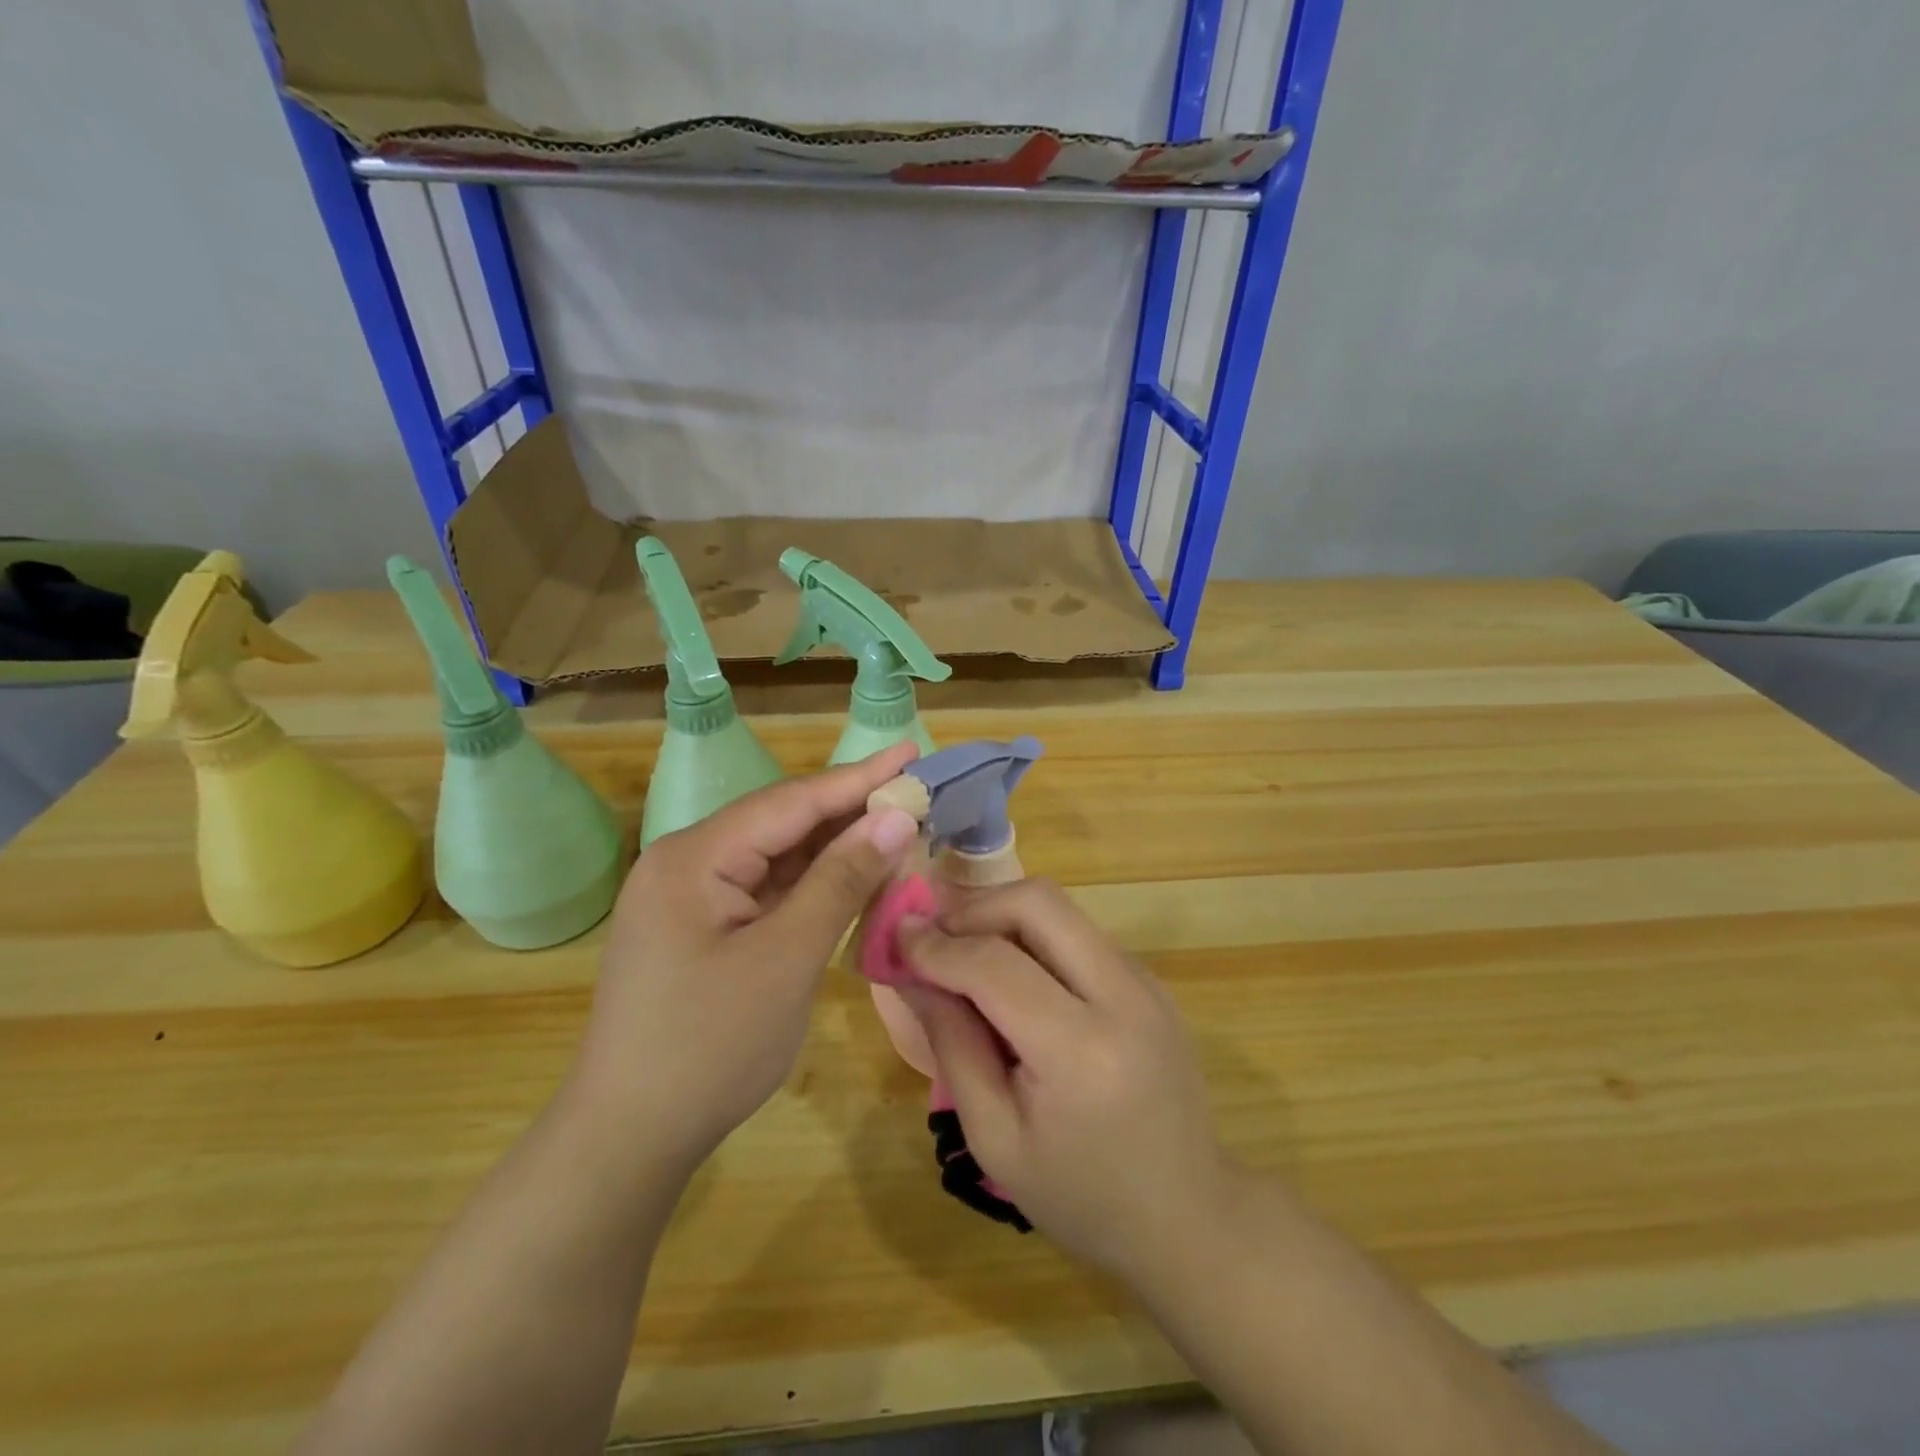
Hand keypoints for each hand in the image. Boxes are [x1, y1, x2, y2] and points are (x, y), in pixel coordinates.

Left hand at [577, 744, 921, 1173]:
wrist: (630, 1138)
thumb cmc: (709, 1047)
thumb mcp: (787, 958)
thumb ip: (841, 881)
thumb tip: (895, 819)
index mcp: (695, 857)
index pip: (792, 803)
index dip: (859, 778)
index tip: (912, 752)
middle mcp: (688, 862)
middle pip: (784, 822)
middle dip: (851, 810)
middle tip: (915, 790)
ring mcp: (692, 896)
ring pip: (779, 856)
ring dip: (836, 847)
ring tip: (898, 826)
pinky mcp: (703, 926)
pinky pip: (768, 889)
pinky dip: (814, 883)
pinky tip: (855, 875)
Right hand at [899, 881, 1231, 1283]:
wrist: (1187, 1214)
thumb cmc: (1080, 1195)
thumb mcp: (995, 1137)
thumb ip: (951, 1043)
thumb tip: (911, 971)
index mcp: (1082, 1051)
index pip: (995, 965)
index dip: (937, 945)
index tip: (897, 938)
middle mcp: (1123, 995)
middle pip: (1038, 903)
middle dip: (975, 908)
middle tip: (935, 939)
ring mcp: (1145, 980)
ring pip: (1060, 910)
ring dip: (1003, 918)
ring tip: (965, 956)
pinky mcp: (1150, 979)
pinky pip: (1079, 933)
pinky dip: (1034, 937)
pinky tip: (1014, 978)